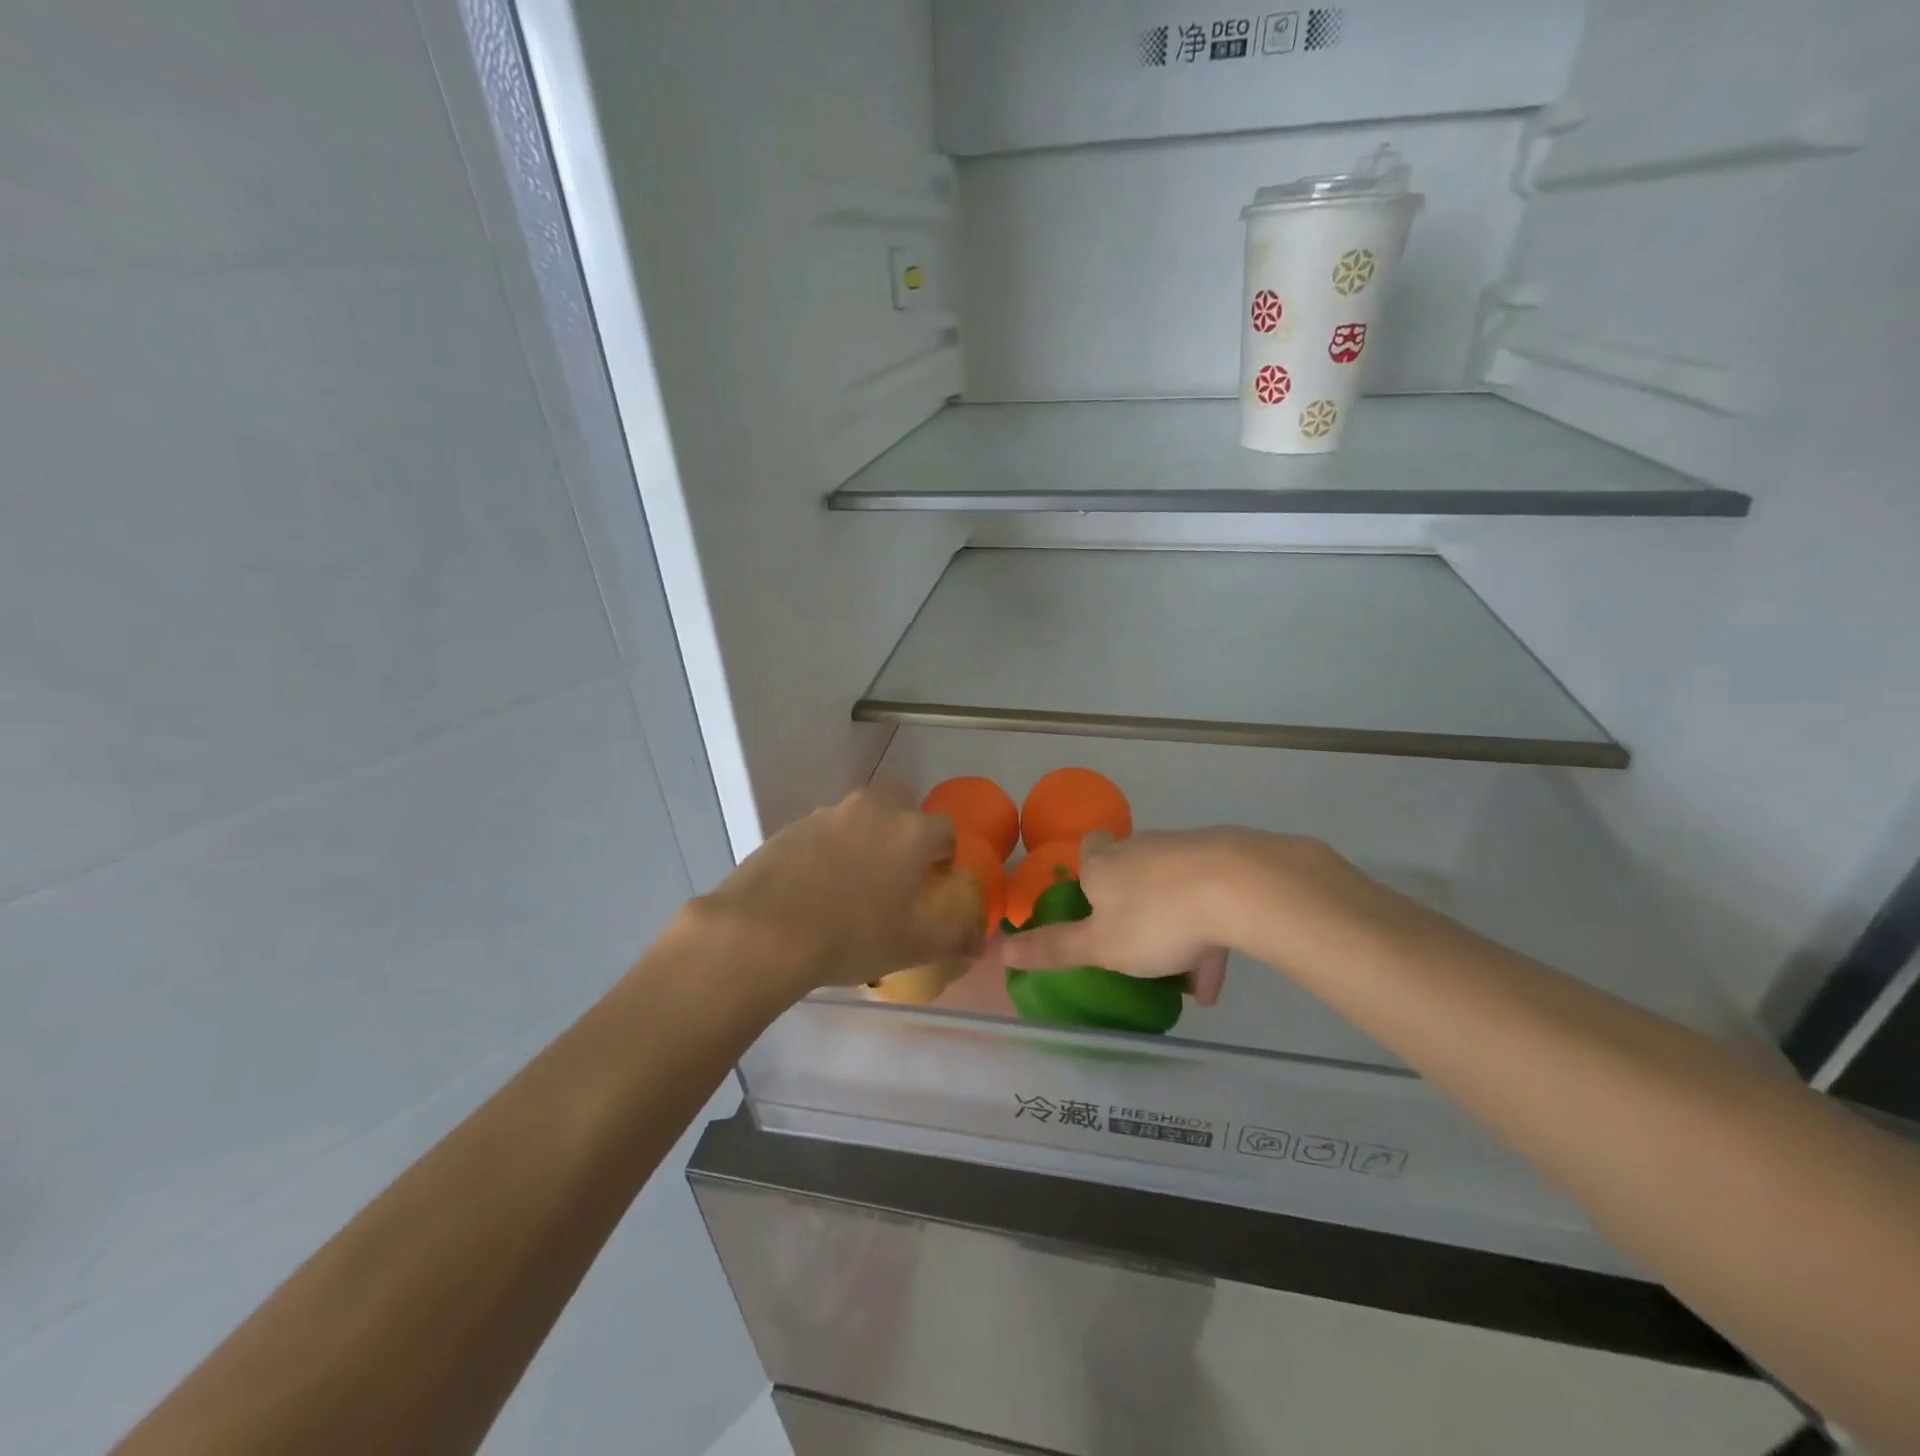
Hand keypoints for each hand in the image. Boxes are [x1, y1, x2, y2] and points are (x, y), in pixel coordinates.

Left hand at [690, 790, 983, 996]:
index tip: (932, 888)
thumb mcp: (918, 945)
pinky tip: (813, 895)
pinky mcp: (790, 828)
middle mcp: (872, 809)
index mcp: (910, 830)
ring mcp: (826, 814)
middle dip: (903, 848)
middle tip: (893, 889)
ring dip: (863, 850)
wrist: (764, 931)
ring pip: (860, 827)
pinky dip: (827, 858)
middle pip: (900, 822)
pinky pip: (823, 838)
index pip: (944, 832)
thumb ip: (959, 936)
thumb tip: (980, 939)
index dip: (943, 860)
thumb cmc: (854, 935)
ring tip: (849, 895)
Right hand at [995, 828, 1353, 1006]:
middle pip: (1131, 870)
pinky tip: (1215, 981)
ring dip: (1174, 929)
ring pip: (1173, 891)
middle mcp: (1141, 850)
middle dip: (1132, 905)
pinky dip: (1208, 935)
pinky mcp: (1227, 864)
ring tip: (1184, 982)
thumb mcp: (1099, 946)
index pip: (1088, 850)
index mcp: (1105, 864)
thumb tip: (1000, 950)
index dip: (1086, 869)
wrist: (1241, 887)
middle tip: (1134, 944)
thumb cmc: (1155, 917)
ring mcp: (1186, 852)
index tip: (1090, 897)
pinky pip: (1209, 902)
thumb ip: (1053, 949)